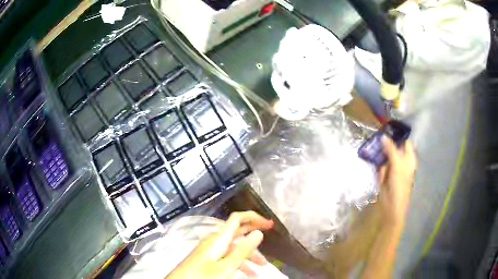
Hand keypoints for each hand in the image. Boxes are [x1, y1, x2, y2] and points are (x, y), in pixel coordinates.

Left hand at [166, 211, 273, 278]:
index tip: (269, 224)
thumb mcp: (227, 266)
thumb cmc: (204, 276)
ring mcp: (210, 249)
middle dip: (254, 237)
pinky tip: (247, 273)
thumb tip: (258, 232)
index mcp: (219, 238)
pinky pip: (227, 256)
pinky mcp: (207, 257)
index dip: (254, 217)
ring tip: (261, 267)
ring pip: (234, 248)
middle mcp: (215, 240)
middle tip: (270, 238)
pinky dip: (238, 262)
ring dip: (249, 255)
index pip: (237, 219)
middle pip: (237, 233)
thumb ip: (243, 250)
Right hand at [378, 136, 416, 226]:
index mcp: (408, 157)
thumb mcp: (397, 165)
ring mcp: (393, 167)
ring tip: (373, 145)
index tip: (386, 126)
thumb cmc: (400, 185)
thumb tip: (383, 136)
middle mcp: (401, 160)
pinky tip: (374, 159)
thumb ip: (391, 150)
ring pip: (386, 154)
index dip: (397, 134)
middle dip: (386, 142)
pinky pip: (381, 164)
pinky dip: (377, 162)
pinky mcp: (385, 173)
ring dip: (380, 151)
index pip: (404, 141)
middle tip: (376, 135)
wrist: (392, 206)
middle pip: (393, 147)